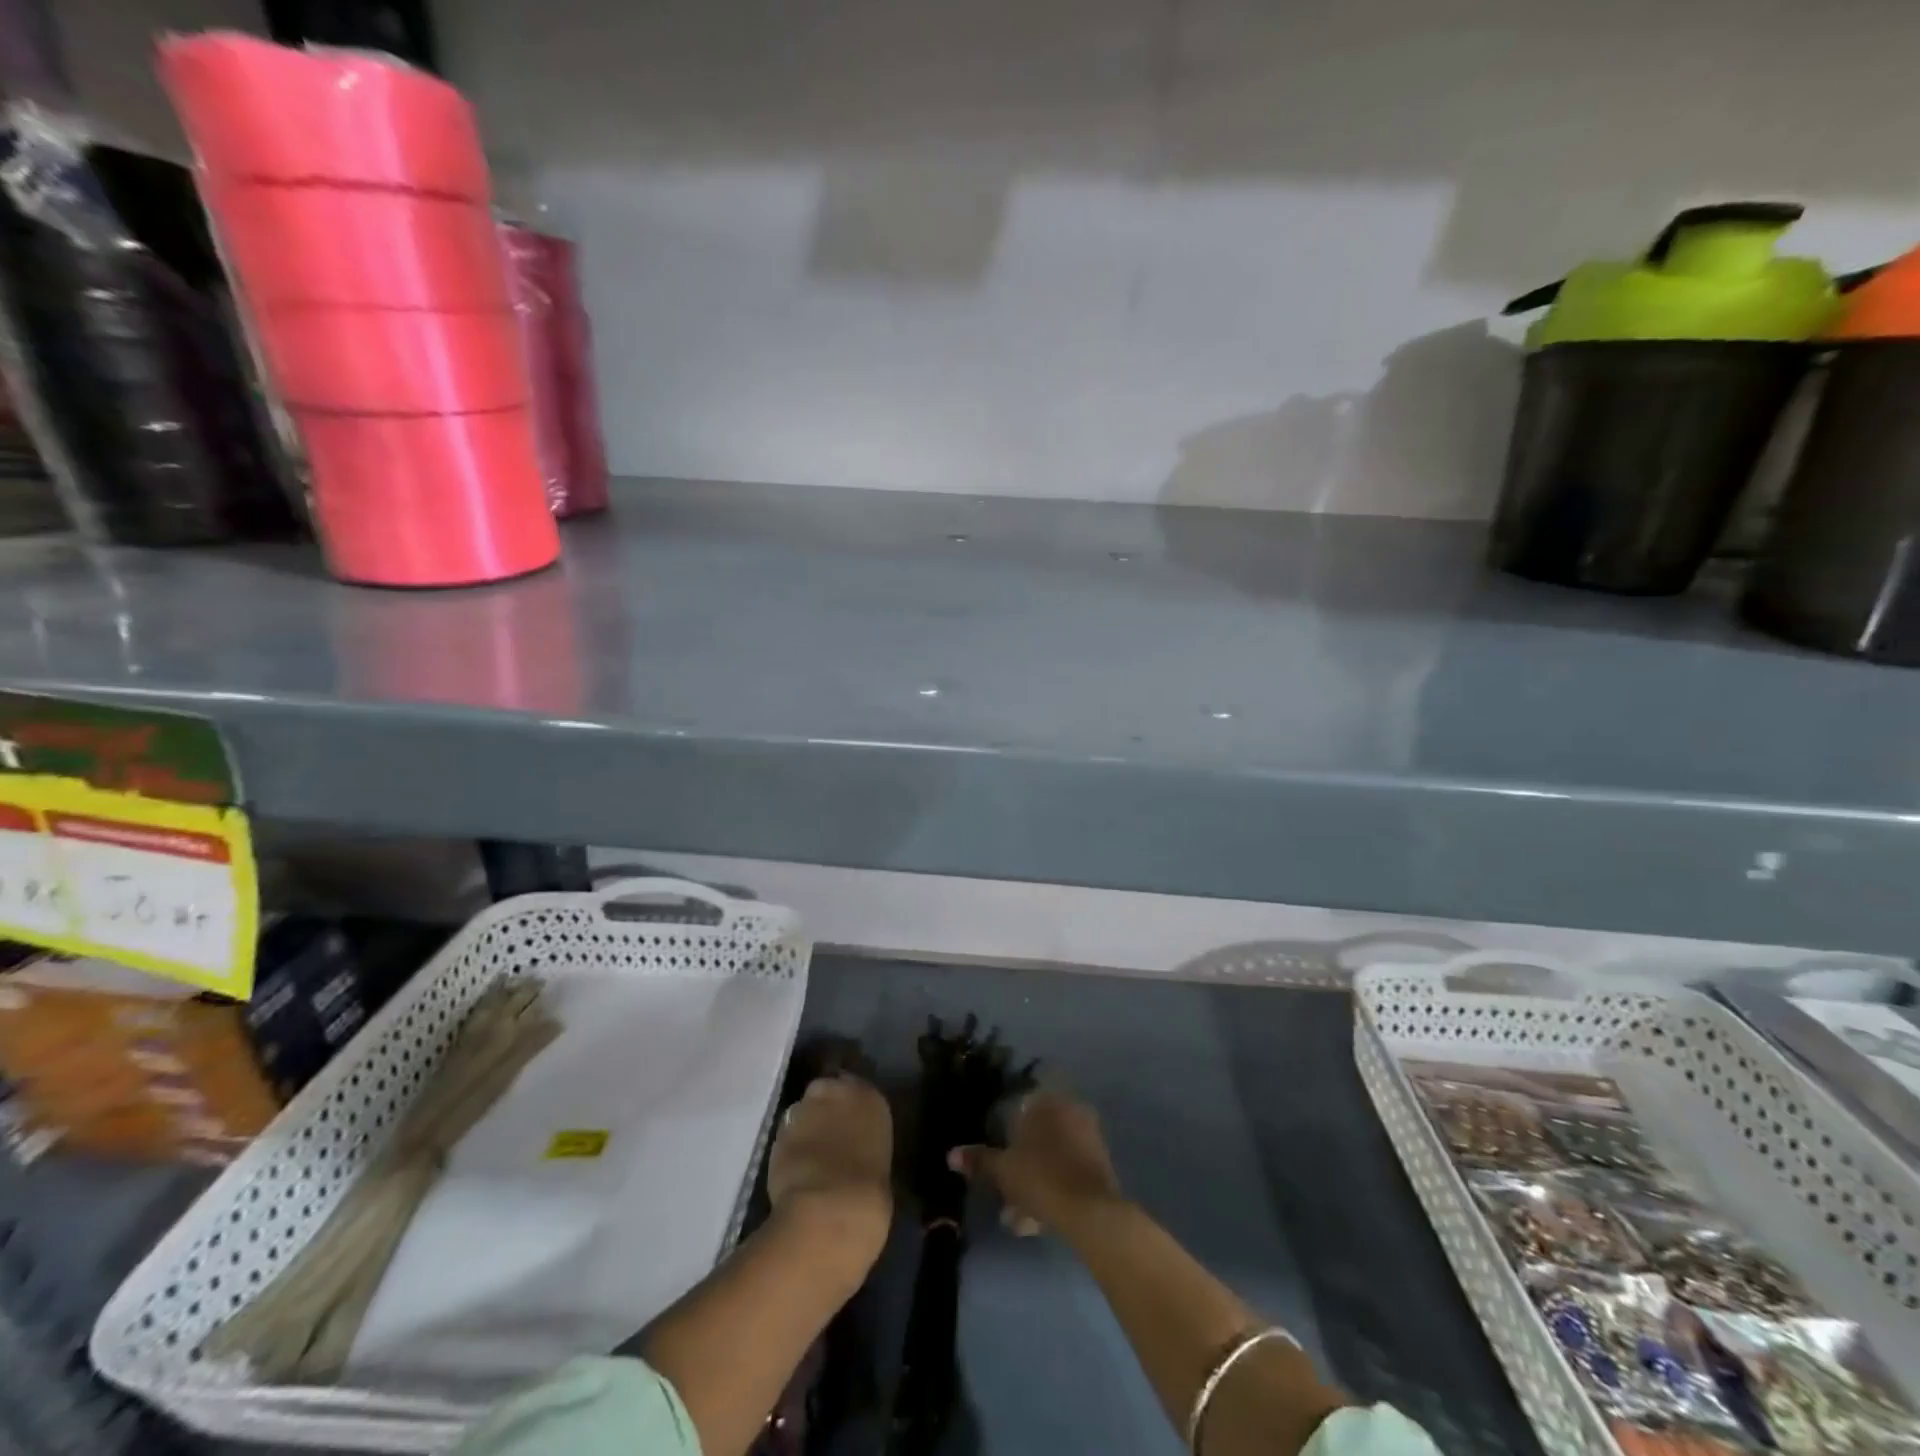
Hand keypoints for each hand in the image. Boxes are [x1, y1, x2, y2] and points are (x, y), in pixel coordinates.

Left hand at [767, 1074, 893, 1261]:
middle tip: (827, 1137)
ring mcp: (803, 1109)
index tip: (849, 1124)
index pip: (857, 1088)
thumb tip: (855, 1148)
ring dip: (804, 1127)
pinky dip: (789, 1148)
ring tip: (809, 1157)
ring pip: (802, 1112)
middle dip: (823, 1109)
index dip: (849, 1108)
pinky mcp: (777, 1133)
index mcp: (869, 1097)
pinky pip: (785, 1136)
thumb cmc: (870, 1192)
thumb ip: (864, 1142)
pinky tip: (795, 1171)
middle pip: (824, 1091)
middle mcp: (835, 1091)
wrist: (830, 1210)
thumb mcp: (879, 1159)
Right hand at [949, 1089, 1122, 1236]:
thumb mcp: (1003, 1170)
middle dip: (1018, 1163)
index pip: (1019, 1106)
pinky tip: (1037, 1220)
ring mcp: (1087, 1136)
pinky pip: (1067, 1170)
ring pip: (1051, 1156)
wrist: (1091, 1210)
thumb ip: (978, 1160)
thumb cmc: (1041, 1177)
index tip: (996, 1155)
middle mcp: (1068, 1110)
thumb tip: (951, 1154)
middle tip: (1003, 1191)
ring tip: (1016, 1217)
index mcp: (1045, 1102)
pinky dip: (1052, 1188)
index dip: (1004, 1130)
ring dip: (1033, 1182)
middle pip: (1036, 1134)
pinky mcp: (1099, 1163)